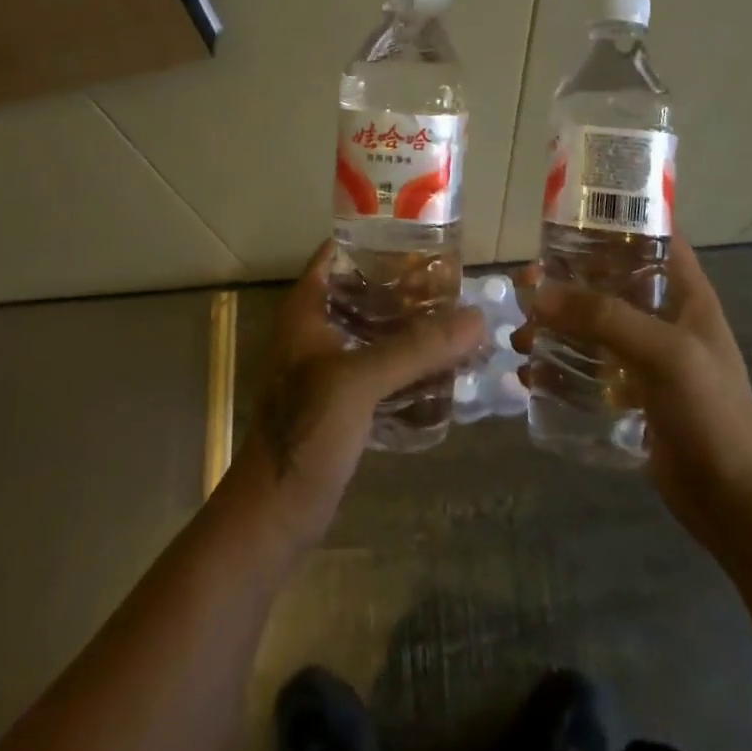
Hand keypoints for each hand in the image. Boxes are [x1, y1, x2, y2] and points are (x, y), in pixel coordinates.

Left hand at [222, 241, 484, 557]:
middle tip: (455, 282)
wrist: (274, 514)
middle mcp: (317, 329)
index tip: (425, 236)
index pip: (341, 252)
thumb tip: (477, 317)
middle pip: (366, 291)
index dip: (379, 239)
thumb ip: (417, 348)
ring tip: (459, 320)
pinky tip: (446, 367)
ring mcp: (329, 366)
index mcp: (307, 308)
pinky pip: (383, 368)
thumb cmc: (305, 432)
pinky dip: (410, 364)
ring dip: (413, 328)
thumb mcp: (360, 381)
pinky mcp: (343, 401)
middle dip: (408, 287)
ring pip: (377, 331)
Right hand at [515, 238, 751, 547]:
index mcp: (684, 292)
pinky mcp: (630, 391)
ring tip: (522, 340)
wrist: (734, 502)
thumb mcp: (663, 353)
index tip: (564, 221)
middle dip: (565, 281)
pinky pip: (586, 365)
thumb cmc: (711, 412)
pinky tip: (531, 376)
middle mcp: (663, 315)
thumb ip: (603, 317)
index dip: (612, 222)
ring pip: (591, 324)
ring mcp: (645, 355)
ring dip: (554, 326)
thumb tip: (538, 292)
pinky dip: (558, 365)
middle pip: (607, 280)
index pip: (650, 236)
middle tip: (525, 287)